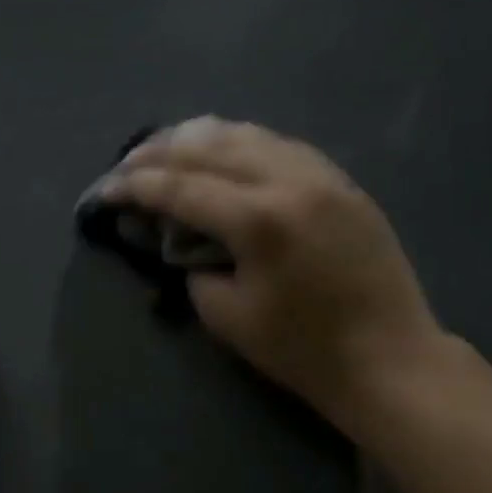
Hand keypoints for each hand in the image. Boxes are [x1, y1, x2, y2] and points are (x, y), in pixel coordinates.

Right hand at [101, 118, 446, 441]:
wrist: (389, 357)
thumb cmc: (302, 350)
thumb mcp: (228, 316)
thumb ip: (194, 265)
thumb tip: (181, 237)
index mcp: (258, 219)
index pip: (180, 187)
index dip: (134, 186)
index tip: (103, 190)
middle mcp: (290, 181)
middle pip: (210, 146)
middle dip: (158, 152)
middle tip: (125, 165)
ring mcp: (322, 175)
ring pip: (248, 135)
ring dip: (199, 138)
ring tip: (165, 146)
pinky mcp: (342, 182)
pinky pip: (281, 145)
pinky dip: (242, 143)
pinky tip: (224, 150)